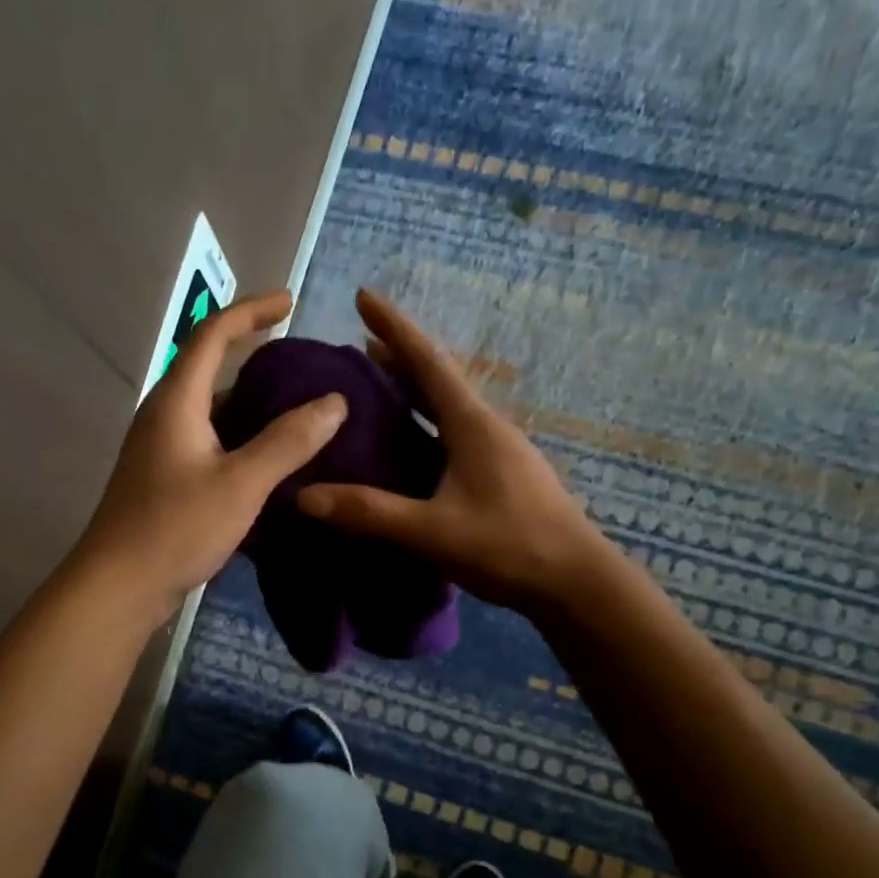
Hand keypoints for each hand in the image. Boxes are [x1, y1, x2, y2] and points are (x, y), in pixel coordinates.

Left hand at [72, 289, 347, 623]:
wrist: (118, 586)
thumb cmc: (175, 528)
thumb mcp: (241, 484)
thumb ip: (288, 441)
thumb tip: (334, 402)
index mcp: (177, 401)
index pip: (212, 334)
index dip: (251, 311)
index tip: (289, 302)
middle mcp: (163, 416)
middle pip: (209, 370)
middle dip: (254, 358)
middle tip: (302, 366)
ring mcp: (159, 450)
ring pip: (210, 412)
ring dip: (249, 405)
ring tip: (296, 413)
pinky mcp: (162, 481)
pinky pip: (207, 443)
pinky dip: (239, 440)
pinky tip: (267, 462)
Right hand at [297, 290, 599, 614]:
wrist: (574, 582)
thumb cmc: (508, 546)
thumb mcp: (431, 531)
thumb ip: (369, 513)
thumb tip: (304, 496)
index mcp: (472, 425)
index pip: (427, 361)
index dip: (394, 326)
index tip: (363, 295)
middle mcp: (487, 428)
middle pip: (437, 381)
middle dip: (399, 360)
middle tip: (360, 348)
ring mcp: (499, 453)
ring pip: (448, 411)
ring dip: (414, 395)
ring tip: (378, 392)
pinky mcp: (503, 478)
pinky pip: (455, 438)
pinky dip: (426, 428)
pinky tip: (412, 450)